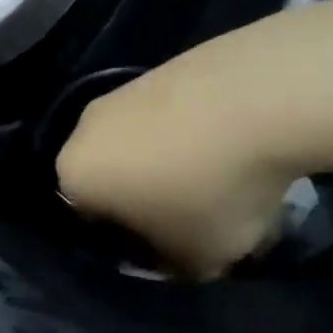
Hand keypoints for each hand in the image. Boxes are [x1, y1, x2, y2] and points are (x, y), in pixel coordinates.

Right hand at [55, 31, 301, 278]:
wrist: (257, 99)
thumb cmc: (210, 190)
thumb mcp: (196, 260)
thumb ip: (170, 266)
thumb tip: (170, 252)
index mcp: (74, 175)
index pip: (89, 223)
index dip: (130, 245)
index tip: (169, 252)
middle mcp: (83, 127)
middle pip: (111, 178)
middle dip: (144, 199)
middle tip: (190, 218)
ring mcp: (121, 91)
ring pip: (139, 144)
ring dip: (168, 164)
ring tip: (218, 179)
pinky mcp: (159, 67)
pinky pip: (167, 117)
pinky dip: (189, 133)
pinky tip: (230, 145)